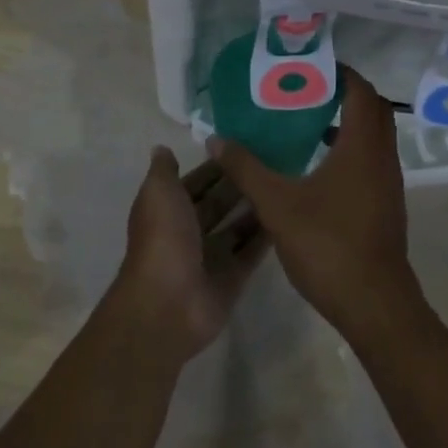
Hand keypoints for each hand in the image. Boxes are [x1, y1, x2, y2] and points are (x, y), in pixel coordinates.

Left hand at [110, 148, 268, 367]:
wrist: (168, 302)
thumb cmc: (163, 238)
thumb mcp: (159, 193)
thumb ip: (164, 171)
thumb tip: (162, 149)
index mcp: (168, 209)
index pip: (195, 182)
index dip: (215, 165)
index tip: (244, 145)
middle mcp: (188, 231)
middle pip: (218, 203)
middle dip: (239, 184)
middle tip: (274, 161)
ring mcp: (211, 256)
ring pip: (237, 226)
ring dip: (255, 208)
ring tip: (286, 183)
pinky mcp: (232, 278)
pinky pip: (252, 252)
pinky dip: (266, 236)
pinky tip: (289, 215)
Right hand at [210, 68, 424, 345]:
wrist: (374, 304)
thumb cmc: (328, 245)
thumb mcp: (277, 204)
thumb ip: (246, 168)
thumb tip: (216, 138)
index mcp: (362, 147)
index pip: (360, 91)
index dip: (339, 72)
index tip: (308, 66)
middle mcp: (381, 158)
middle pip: (372, 109)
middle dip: (343, 93)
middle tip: (305, 90)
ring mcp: (387, 183)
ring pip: (373, 137)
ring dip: (347, 122)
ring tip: (305, 121)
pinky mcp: (385, 204)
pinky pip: (370, 160)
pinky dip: (349, 149)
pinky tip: (315, 165)